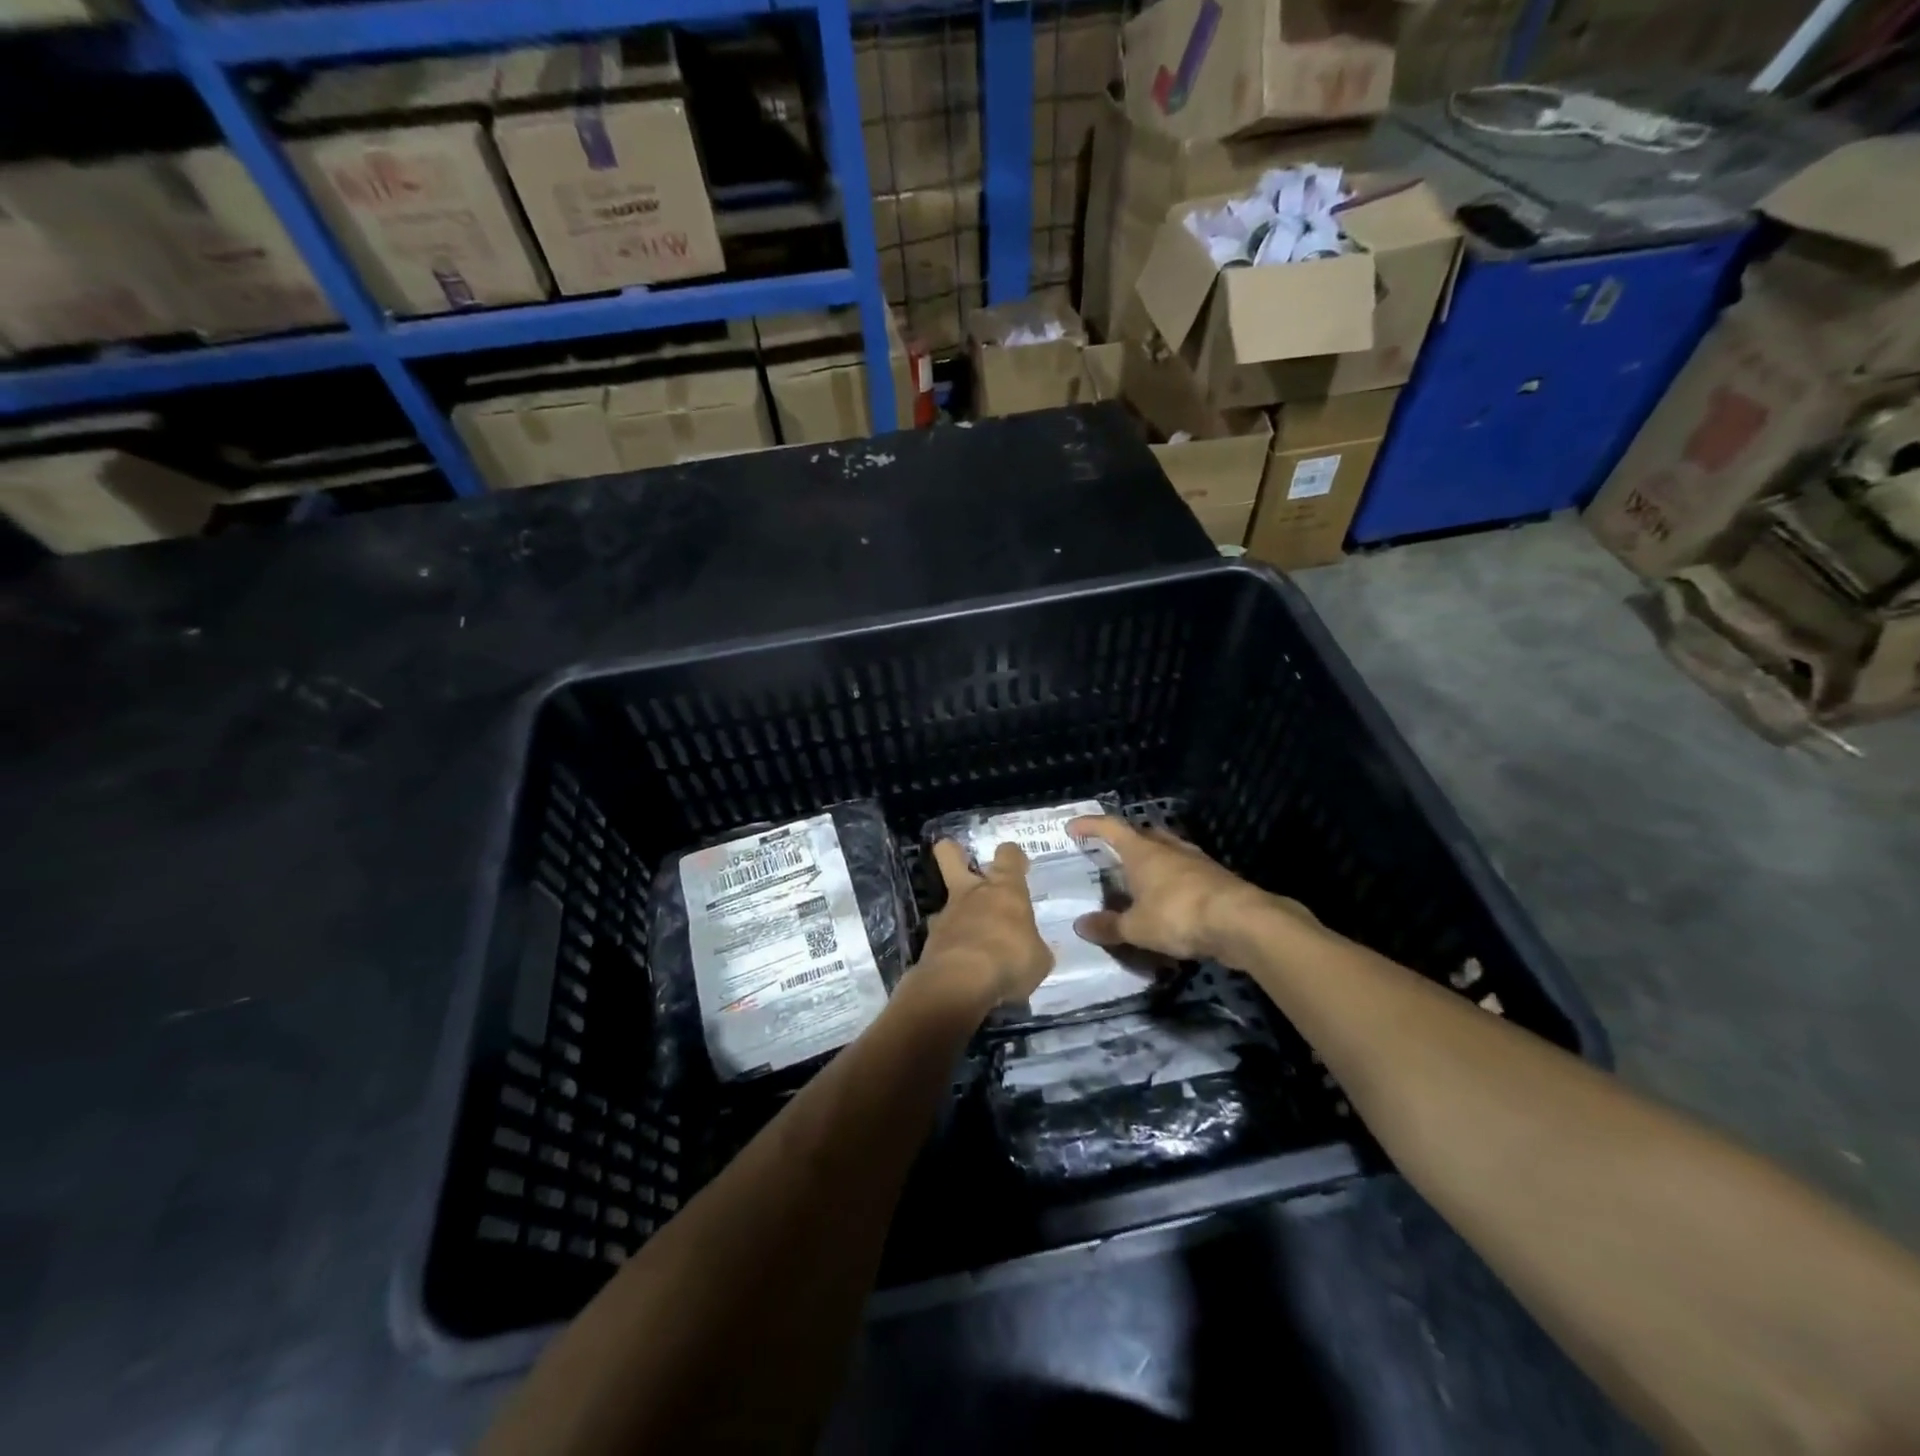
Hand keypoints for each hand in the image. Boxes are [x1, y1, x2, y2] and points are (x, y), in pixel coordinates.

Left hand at [912, 840, 1053, 1013]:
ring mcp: (947, 915)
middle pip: (950, 854)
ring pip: (946, 901)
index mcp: (1005, 890)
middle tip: (963, 862)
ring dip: (957, 915)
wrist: (960, 983)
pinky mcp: (930, 941)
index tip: (1019, 865)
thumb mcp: (1038, 959)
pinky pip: (942, 936)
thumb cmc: (1010, 960)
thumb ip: (1033, 947)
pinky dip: (950, 946)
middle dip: (953, 852)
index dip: (1013, 856)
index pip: (1008, 855)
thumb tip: (1031, 948)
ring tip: (972, 939)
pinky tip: (961, 965)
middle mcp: (972, 894)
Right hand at [1068, 817, 1310, 963]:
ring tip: (1140, 876)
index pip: (1110, 828)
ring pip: (1168, 852)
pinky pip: (1186, 873)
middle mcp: (1168, 849)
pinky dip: (1173, 881)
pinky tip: (1170, 899)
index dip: (1090, 825)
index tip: (1073, 827)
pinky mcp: (1216, 879)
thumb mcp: (1136, 927)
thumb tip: (1081, 925)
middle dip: (1126, 840)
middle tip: (1111, 853)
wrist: (1241, 921)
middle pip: (1143, 834)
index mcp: (1142, 852)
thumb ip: (1109, 926)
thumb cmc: (1178, 915)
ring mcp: (1196, 861)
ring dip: (1152, 860)